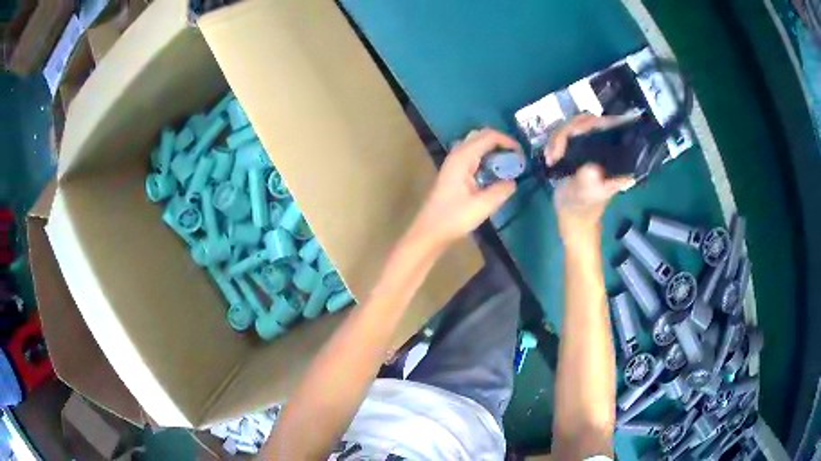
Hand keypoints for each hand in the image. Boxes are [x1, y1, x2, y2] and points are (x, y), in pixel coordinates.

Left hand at [410, 129, 518, 246]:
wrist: (429, 232)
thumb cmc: (454, 218)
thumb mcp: (482, 206)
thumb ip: (501, 191)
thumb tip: (514, 181)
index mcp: (463, 158)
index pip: (489, 137)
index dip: (508, 141)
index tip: (522, 154)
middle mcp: (457, 155)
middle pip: (481, 136)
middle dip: (501, 143)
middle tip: (517, 157)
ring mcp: (454, 164)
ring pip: (477, 146)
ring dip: (494, 151)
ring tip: (510, 165)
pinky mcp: (454, 174)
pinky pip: (473, 158)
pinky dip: (487, 160)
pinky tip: (495, 174)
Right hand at [547, 115, 634, 244]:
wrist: (573, 217)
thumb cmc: (582, 208)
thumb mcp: (586, 196)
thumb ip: (588, 181)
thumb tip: (591, 167)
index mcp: (616, 156)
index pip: (609, 126)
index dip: (592, 123)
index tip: (574, 132)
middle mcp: (606, 146)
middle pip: (588, 120)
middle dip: (568, 131)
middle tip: (556, 150)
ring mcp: (591, 146)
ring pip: (574, 125)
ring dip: (558, 138)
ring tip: (551, 158)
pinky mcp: (578, 148)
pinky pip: (565, 133)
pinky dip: (554, 142)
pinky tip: (550, 157)